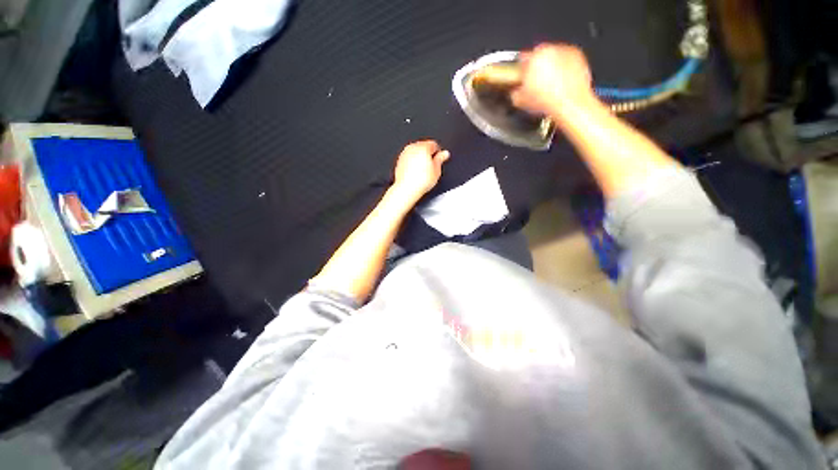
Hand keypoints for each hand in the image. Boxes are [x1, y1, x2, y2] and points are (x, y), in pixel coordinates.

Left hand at [391, 140, 450, 204]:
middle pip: (423, 146)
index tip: (439, 160)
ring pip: (415, 152)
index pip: (434, 144)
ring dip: (420, 158)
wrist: (407, 189)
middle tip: (431, 167)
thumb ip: (441, 159)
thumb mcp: (436, 170)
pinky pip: (409, 158)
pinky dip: (412, 163)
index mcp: (423, 147)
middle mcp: (412, 148)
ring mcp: (404, 154)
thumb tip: (444, 154)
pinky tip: (415, 173)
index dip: (438, 153)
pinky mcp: (399, 161)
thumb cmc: (420, 181)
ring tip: (423, 171)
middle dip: (428, 155)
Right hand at [511, 44, 596, 118]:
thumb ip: (515, 92)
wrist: (570, 105)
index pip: (522, 59)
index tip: (522, 78)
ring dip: (550, 68)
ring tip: (549, 86)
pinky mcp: (578, 57)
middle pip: (539, 56)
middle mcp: (551, 50)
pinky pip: (566, 61)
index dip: (521, 71)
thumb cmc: (547, 101)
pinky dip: (563, 69)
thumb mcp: (520, 101)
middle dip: (536, 68)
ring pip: (553, 57)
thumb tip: (515, 91)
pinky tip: (560, 83)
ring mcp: (566, 52)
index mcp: (534, 57)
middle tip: (535, 84)